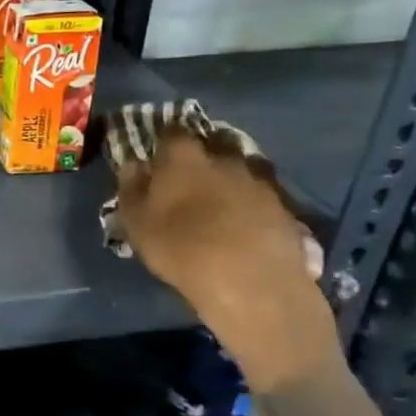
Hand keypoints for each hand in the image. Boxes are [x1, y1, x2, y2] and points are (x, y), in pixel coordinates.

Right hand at [111, 124, 338, 394]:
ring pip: (239, 168)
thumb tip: (132, 164)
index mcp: (184, 156)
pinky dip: (250, 203)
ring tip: (218, 204)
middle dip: (200, 156)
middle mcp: (224, 157)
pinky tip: (243, 224)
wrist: (251, 283)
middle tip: (188, 180)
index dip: (163, 141)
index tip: (156, 157)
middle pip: (211, 144)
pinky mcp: (284, 206)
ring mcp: (259, 180)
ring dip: (228, 179)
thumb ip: (131, 188)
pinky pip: (261, 195)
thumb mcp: (137, 222)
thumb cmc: (181, 248)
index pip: (171, 132)